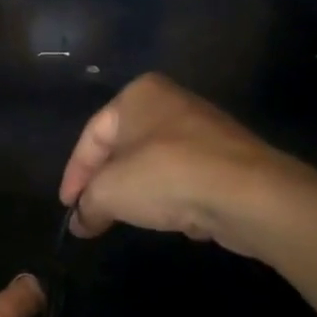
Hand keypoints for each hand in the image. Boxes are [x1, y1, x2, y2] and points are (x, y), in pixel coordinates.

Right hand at [59, 72, 305, 256]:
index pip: (92, 136)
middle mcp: (170, 102)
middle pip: (122, 148)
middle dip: (105, 183)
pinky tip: (169, 219)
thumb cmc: (165, 176)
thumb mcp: (109, 192)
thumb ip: (87, 205)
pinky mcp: (229, 157)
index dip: (74, 175)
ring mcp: (203, 128)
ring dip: (137, 191)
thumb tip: (79, 222)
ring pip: (154, 163)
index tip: (68, 206)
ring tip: (123, 218)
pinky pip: (184, 177)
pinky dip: (171, 197)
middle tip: (90, 212)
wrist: (249, 194)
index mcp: (137, 95)